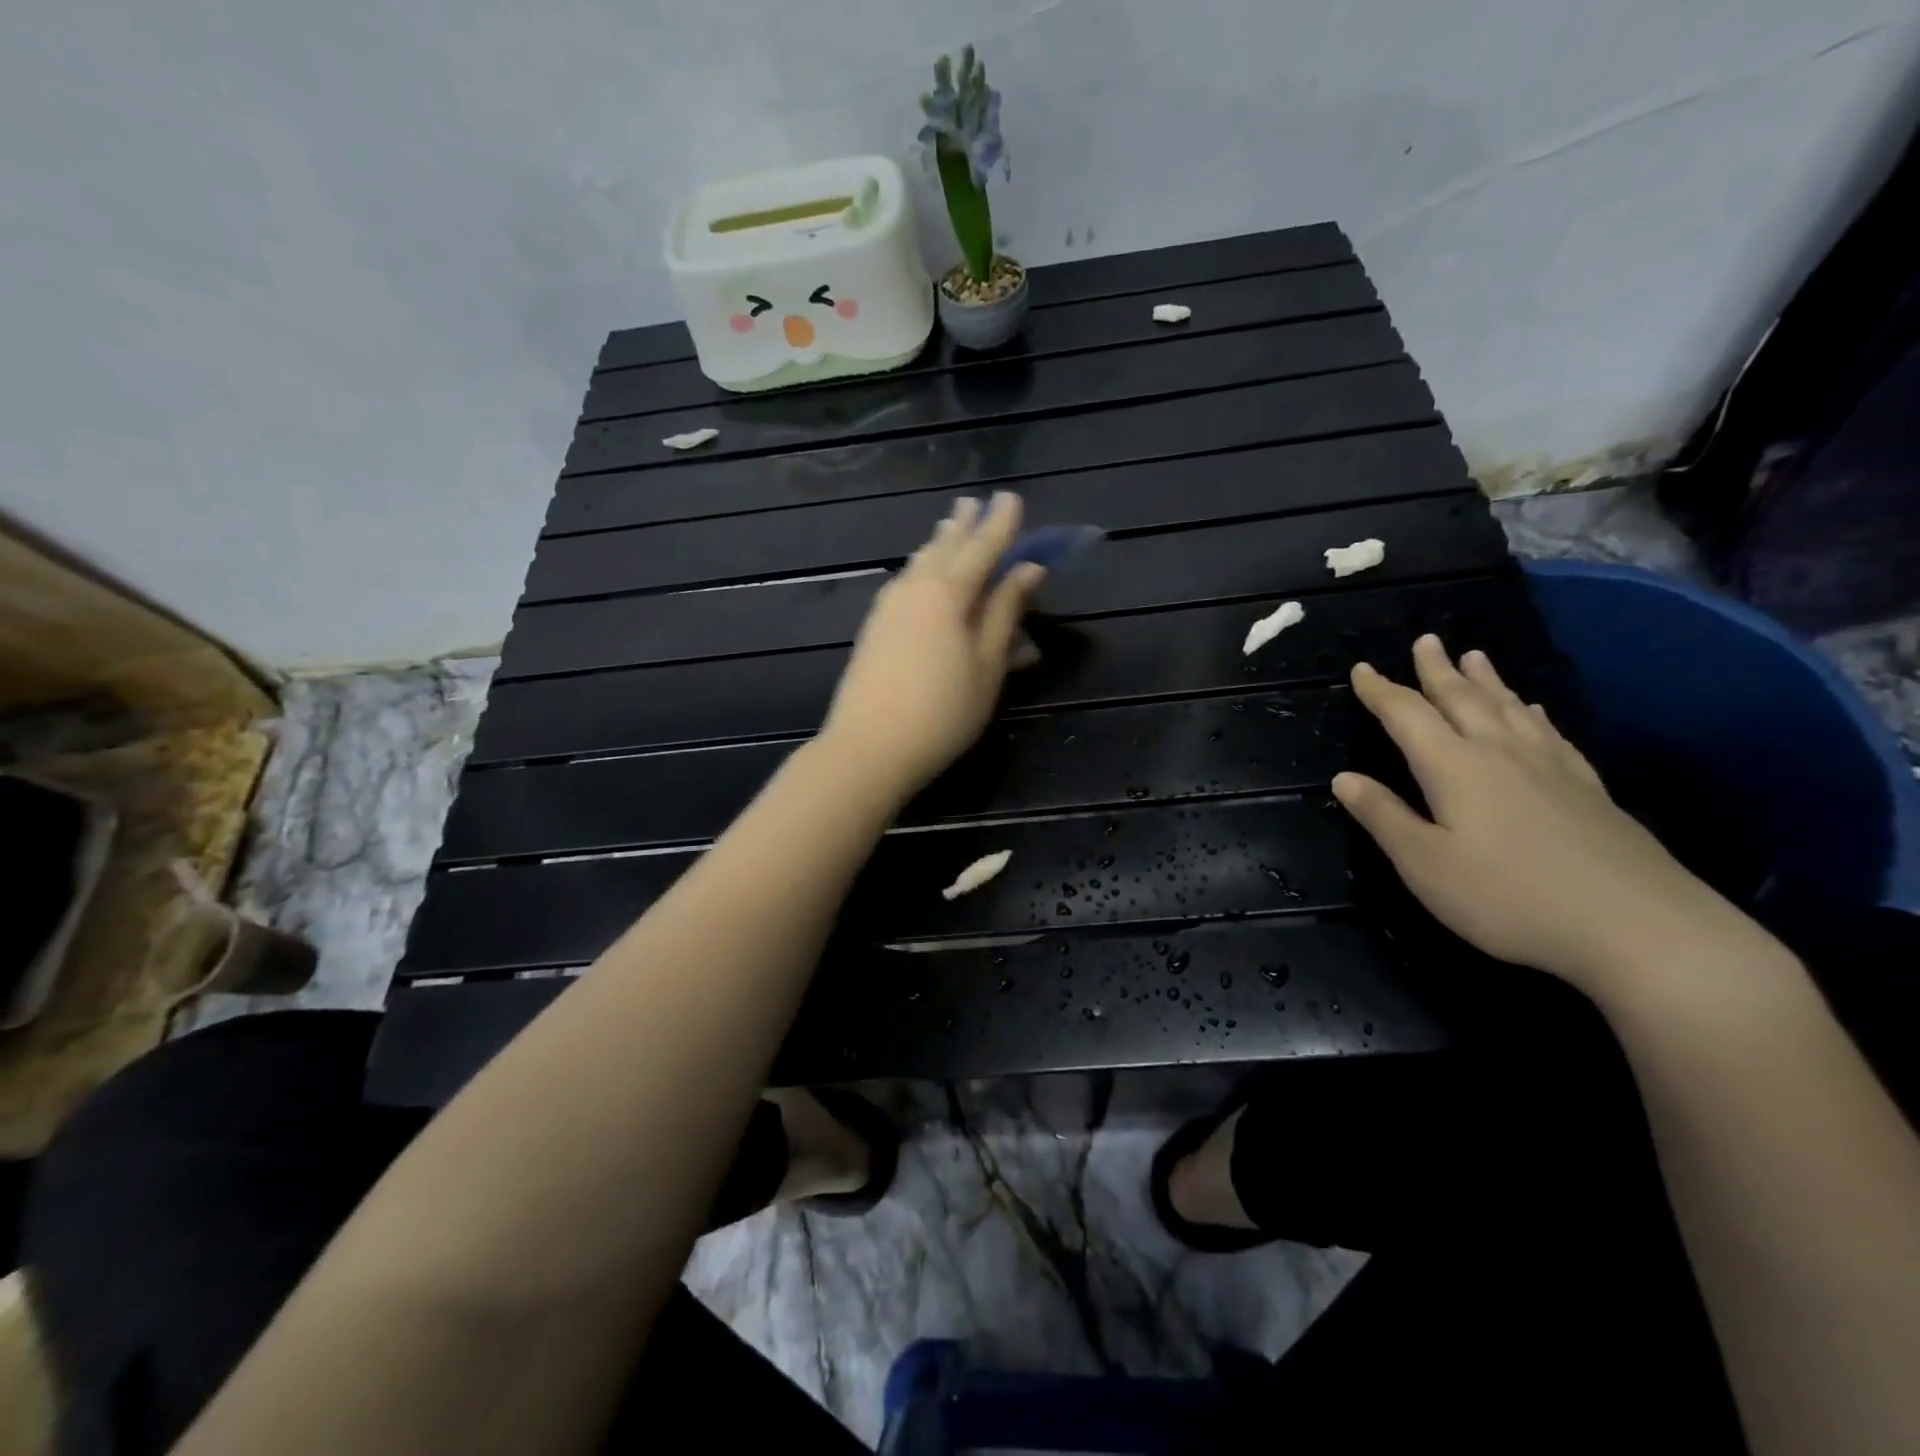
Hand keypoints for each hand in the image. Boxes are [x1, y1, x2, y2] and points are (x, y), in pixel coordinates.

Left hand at [820, 493, 1045, 799]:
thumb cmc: (943, 711)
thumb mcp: (987, 665)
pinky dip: (919, 569)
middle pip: (944, 547)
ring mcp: (888, 607)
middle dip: (964, 525)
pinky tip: (917, 574)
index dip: (1001, 524)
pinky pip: (903, 583)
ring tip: (948, 526)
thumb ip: (1005, 613)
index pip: (982, 547)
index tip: (1012, 498)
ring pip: (918, 563)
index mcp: (949, 592)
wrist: (869, 747)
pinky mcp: (873, 628)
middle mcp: (915, 588)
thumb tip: (1028, 569)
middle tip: (974, 502)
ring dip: (938, 543)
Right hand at [1333, 636, 1778, 1000]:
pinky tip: (1534, 710)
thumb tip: (1344, 778)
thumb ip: (1384, 817)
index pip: (1407, 716)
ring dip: (1486, 681)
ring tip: (1475, 656)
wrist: (1637, 928)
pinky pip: (1551, 734)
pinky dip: (1534, 714)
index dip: (1381, 691)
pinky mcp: (1588, 789)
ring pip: (1509, 709)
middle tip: (1426, 640)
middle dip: (1438, 670)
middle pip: (1463, 699)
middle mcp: (1501, 753)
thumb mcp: (1425, 864)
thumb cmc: (1508, 897)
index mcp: (1454, 767)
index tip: (1361, 668)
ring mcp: (1551, 768)